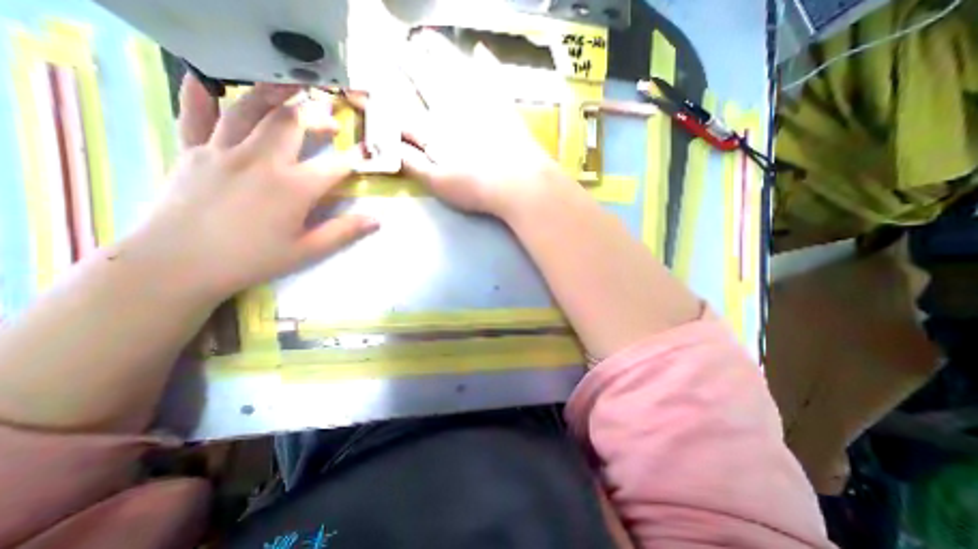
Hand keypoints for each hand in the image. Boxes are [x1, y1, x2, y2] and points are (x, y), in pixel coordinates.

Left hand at [127, 75, 375, 299]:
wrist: (178, 264)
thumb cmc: (252, 259)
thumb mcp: (307, 250)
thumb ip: (344, 232)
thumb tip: (377, 220)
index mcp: (293, 187)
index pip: (335, 165)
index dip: (355, 158)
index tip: (367, 152)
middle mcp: (262, 160)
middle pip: (293, 123)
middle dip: (316, 116)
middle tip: (330, 120)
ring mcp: (223, 151)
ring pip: (250, 109)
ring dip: (274, 94)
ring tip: (291, 88)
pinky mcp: (192, 152)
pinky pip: (195, 116)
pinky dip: (201, 97)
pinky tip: (208, 85)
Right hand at [395, 30, 564, 218]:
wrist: (520, 183)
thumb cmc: (477, 188)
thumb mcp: (440, 184)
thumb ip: (414, 165)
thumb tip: (392, 149)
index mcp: (436, 131)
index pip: (404, 110)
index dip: (385, 99)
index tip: (368, 84)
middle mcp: (455, 110)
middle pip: (427, 80)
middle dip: (409, 63)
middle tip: (398, 46)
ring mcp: (481, 103)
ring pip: (455, 69)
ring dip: (440, 52)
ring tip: (426, 37)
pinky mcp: (504, 105)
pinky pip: (493, 76)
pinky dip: (486, 62)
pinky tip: (479, 50)